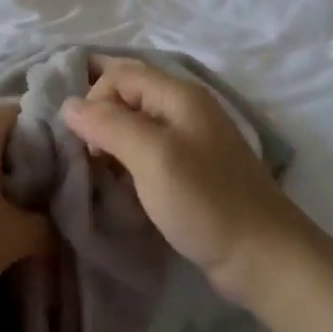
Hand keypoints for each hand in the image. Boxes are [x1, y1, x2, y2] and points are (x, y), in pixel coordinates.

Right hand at [62, 55, 306, 304]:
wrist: (264, 258)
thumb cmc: (206, 201)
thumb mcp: (151, 157)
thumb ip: (108, 124)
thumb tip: (68, 104)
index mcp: (180, 95)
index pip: (121, 73)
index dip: (95, 97)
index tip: (83, 139)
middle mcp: (186, 108)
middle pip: (129, 93)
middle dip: (100, 115)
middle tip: (84, 153)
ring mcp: (192, 139)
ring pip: (137, 122)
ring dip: (112, 139)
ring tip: (97, 169)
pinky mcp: (193, 169)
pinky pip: (149, 149)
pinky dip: (128, 158)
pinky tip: (120, 182)